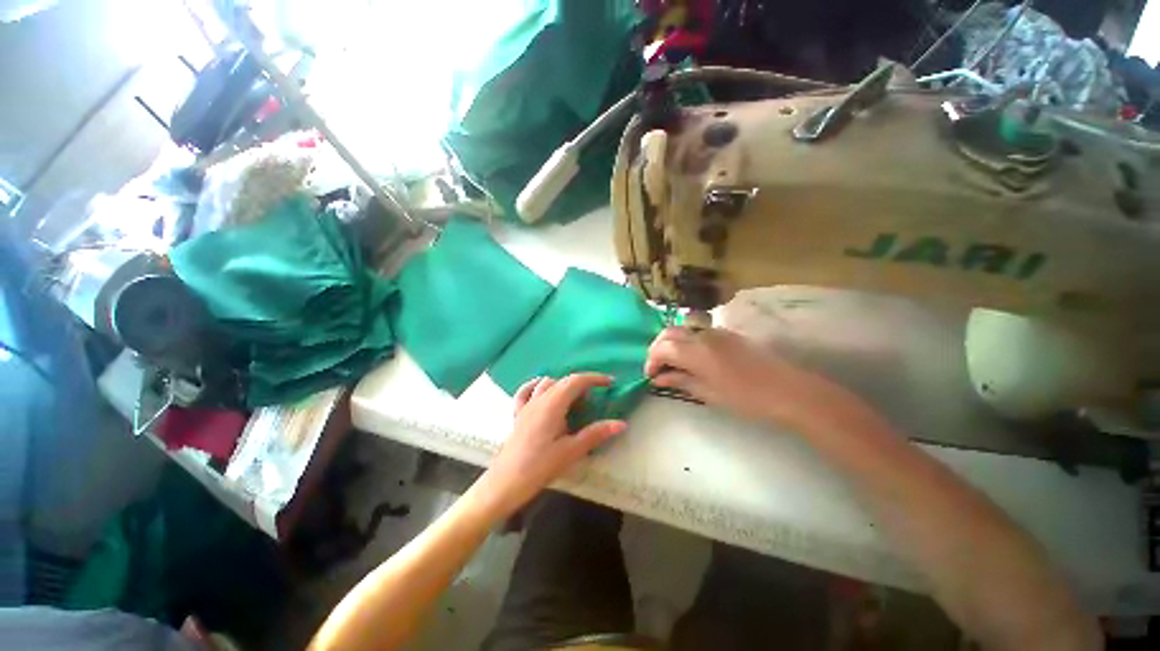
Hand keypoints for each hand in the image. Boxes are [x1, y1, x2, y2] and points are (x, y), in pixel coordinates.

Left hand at [470, 374, 626, 520]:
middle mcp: (539, 399)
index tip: (610, 382)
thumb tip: (621, 423)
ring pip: (547, 383)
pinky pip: (526, 392)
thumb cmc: (539, 467)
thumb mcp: (571, 452)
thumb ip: (595, 434)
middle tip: (596, 397)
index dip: (594, 379)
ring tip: (574, 400)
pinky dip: (538, 387)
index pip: (576, 381)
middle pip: (563, 380)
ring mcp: (526, 405)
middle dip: (582, 383)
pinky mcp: (518, 414)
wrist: (504, 483)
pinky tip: (543, 394)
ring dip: (563, 385)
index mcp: (553, 404)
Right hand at [645, 326, 860, 429]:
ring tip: (672, 364)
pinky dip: (686, 342)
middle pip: (668, 333)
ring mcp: (716, 332)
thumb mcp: (709, 394)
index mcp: (697, 352)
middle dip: (657, 348)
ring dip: (671, 343)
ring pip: (682, 329)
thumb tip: (659, 378)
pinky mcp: (727, 334)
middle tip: (657, 368)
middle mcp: (703, 335)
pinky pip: (698, 332)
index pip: (662, 348)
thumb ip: (681, 381)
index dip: (651, 361)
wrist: (789, 391)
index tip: (650, 376)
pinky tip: (691, 358)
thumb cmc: (747, 398)